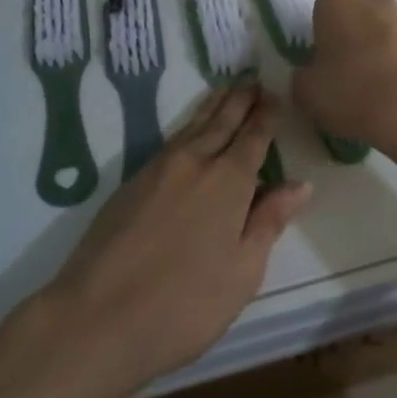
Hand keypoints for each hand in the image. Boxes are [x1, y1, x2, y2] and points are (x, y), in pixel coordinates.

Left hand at [42, 85, 311, 397]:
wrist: (97, 318)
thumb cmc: (183, 304)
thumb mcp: (242, 272)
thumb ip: (269, 221)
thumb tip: (300, 183)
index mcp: (228, 181)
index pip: (253, 138)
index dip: (265, 116)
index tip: (274, 95)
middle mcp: (194, 163)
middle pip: (222, 121)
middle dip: (240, 100)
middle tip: (253, 79)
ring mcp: (157, 169)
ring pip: (192, 125)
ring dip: (213, 106)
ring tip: (225, 90)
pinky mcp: (130, 183)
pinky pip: (170, 140)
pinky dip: (188, 125)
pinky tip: (189, 131)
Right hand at [291, 0, 396, 170]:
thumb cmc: (352, 92)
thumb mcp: (307, 93)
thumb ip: (304, 77)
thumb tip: (311, 75)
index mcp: (338, 1)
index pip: (324, 7)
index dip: (324, 34)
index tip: (325, 62)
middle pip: (361, 11)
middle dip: (357, 33)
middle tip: (352, 71)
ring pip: (391, 27)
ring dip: (386, 46)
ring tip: (384, 87)